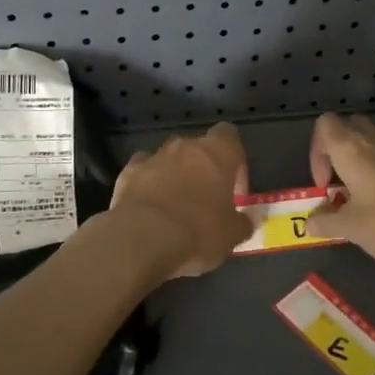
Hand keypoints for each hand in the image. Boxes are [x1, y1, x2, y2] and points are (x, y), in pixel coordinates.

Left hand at [99, 123, 253, 279]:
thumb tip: (246, 221)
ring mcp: (154, 156)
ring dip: (174, 176)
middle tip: (205, 202)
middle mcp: (185, 145)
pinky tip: (149, 207)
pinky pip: (143, 171)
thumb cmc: (198, 232)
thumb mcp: (231, 236)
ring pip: (169, 159)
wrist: (142, 238)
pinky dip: (147, 184)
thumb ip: (242, 223)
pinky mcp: (128, 171)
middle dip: (202, 170)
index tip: (233, 189)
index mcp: (217, 152)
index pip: (229, 136)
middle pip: (198, 148)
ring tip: (175, 208)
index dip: (234, 160)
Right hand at [306, 112, 374, 273]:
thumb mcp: (351, 228)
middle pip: (349, 128)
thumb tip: (309, 222)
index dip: (316, 151)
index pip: (324, 124)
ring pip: (373, 142)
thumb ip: (326, 221)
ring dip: (361, 163)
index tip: (325, 184)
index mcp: (351, 148)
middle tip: (340, 185)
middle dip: (338, 152)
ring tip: (362, 199)